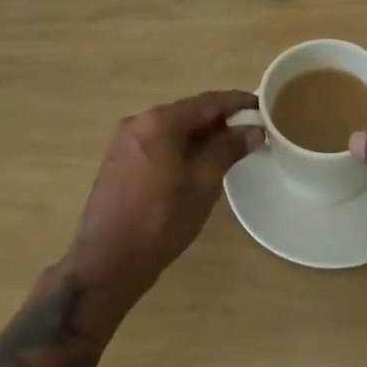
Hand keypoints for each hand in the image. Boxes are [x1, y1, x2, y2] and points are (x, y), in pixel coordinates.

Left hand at [66, 89, 262, 302]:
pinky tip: (194, 165)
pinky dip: (179, 147)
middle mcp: (139, 121)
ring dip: (199, 135)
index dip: (238, 102)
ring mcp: (125, 140)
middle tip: (248, 132)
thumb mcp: (202, 184)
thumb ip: (228, 150)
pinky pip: (157, 142)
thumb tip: (253, 130)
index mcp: (160, 120)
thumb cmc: (160, 222)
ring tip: (226, 150)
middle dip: (219, 121)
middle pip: (188, 112)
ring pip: (172, 128)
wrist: (105, 265)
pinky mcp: (117, 160)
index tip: (262, 106)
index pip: (208, 102)